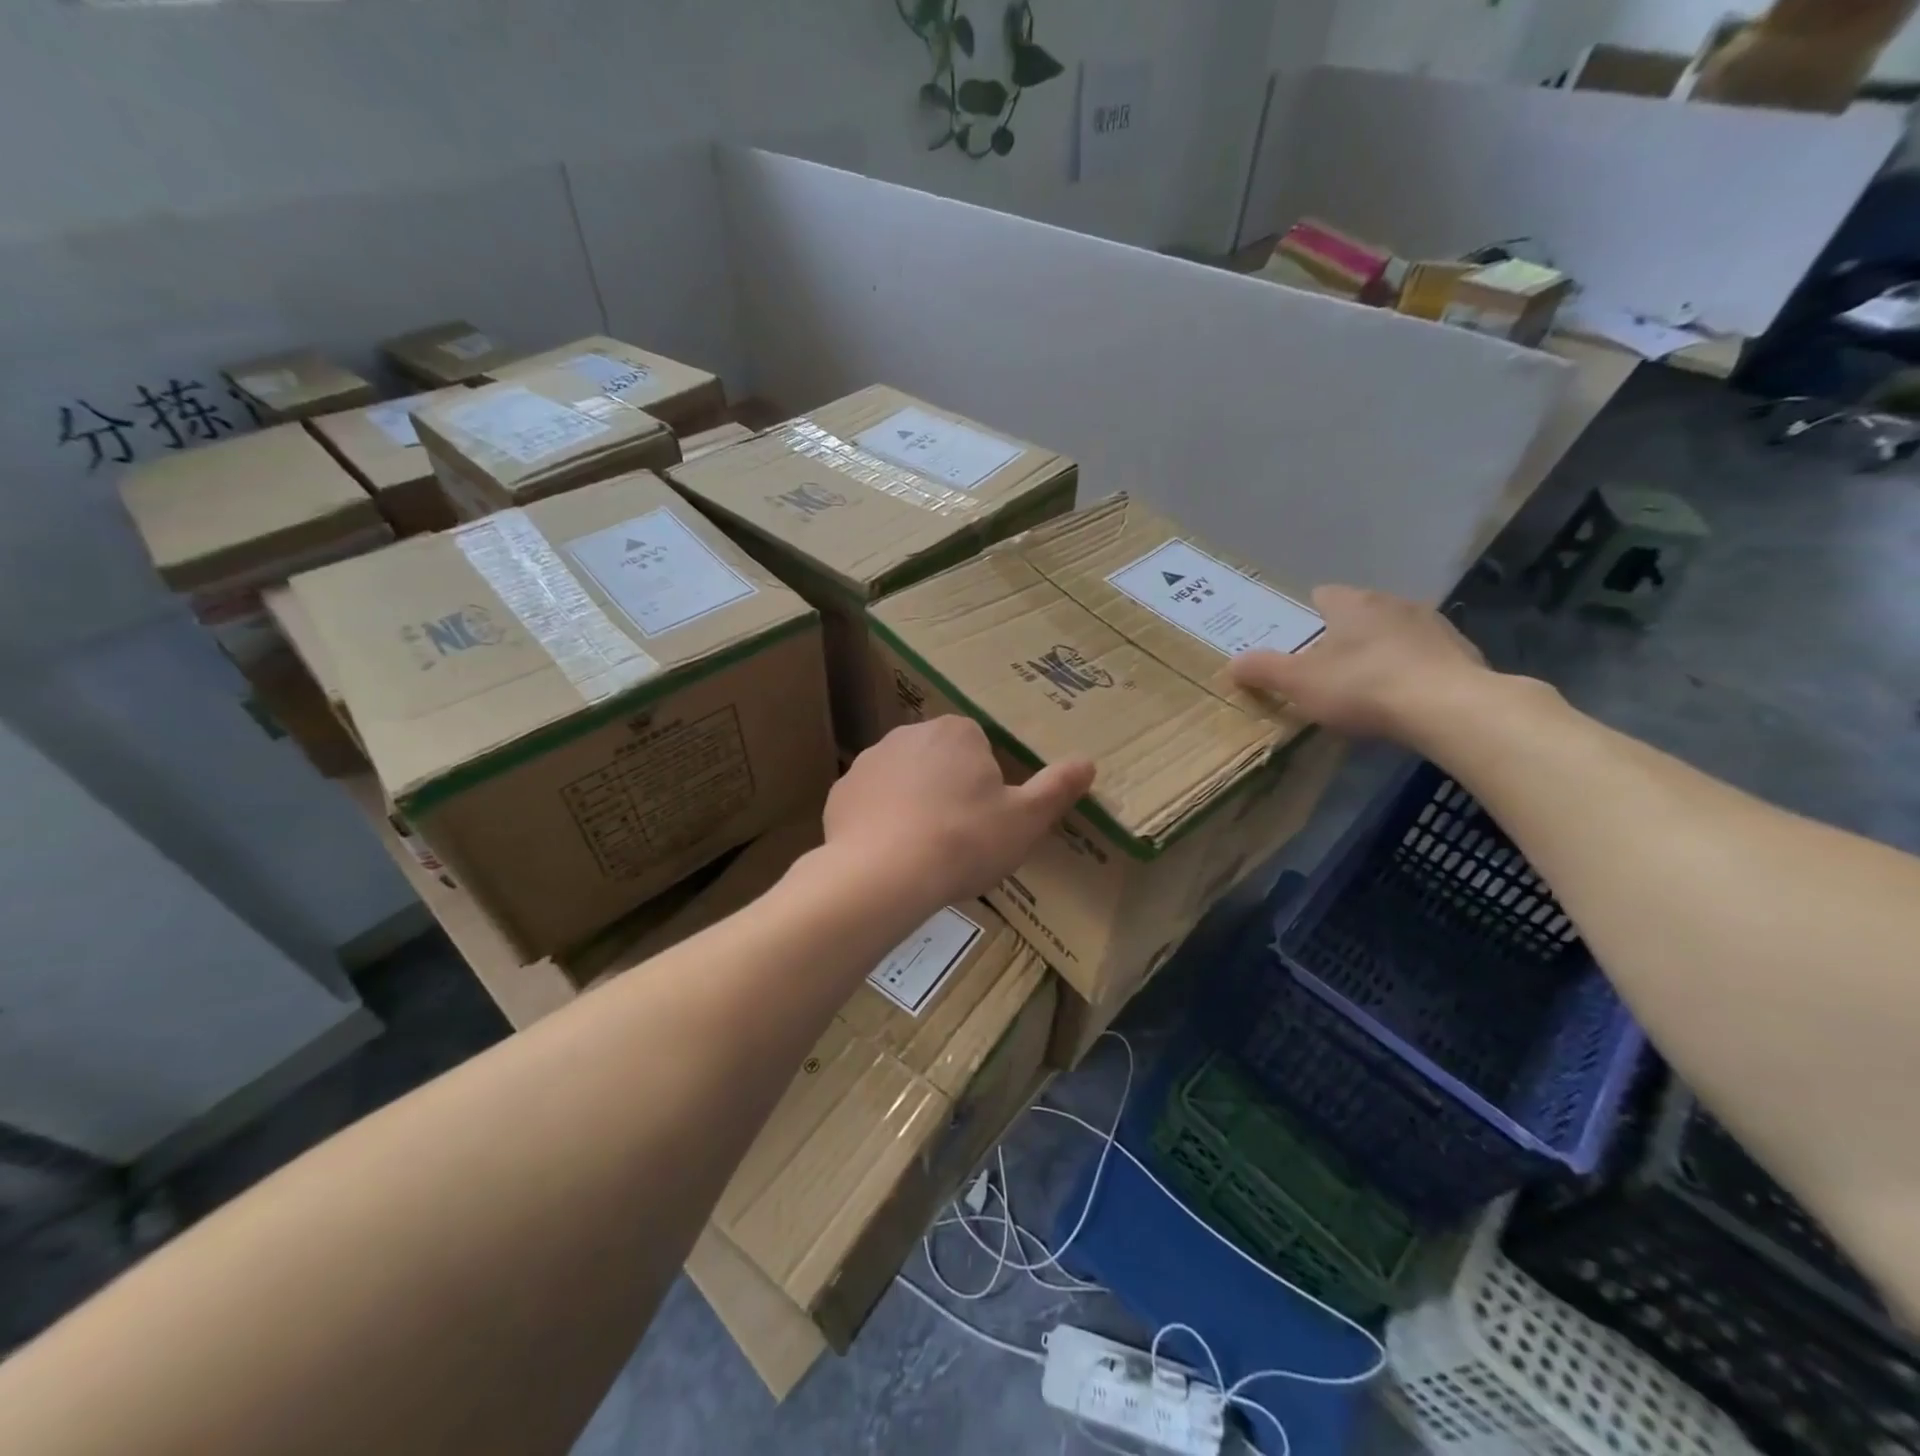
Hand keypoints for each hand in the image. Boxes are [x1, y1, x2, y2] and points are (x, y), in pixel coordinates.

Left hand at [824, 716, 1095, 911]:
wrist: (884, 874)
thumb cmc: (965, 841)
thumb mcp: (1026, 819)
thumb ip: (1057, 787)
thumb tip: (1088, 762)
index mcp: (956, 732)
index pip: (978, 746)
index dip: (986, 782)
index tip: (986, 817)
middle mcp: (909, 734)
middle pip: (939, 759)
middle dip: (948, 788)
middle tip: (959, 835)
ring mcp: (869, 761)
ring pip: (903, 779)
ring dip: (913, 802)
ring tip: (924, 849)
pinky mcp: (840, 792)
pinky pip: (870, 802)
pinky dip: (880, 820)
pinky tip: (890, 853)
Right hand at [1230, 585, 1488, 740]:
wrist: (1449, 707)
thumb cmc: (1362, 685)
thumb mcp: (1299, 683)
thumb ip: (1264, 670)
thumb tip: (1232, 663)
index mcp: (1352, 603)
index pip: (1324, 594)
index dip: (1307, 614)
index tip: (1299, 638)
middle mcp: (1394, 603)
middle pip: (1361, 612)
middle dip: (1345, 633)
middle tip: (1327, 666)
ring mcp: (1434, 626)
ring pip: (1396, 632)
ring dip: (1382, 650)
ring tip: (1368, 683)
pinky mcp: (1462, 653)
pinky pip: (1427, 657)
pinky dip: (1413, 670)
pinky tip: (1406, 698)